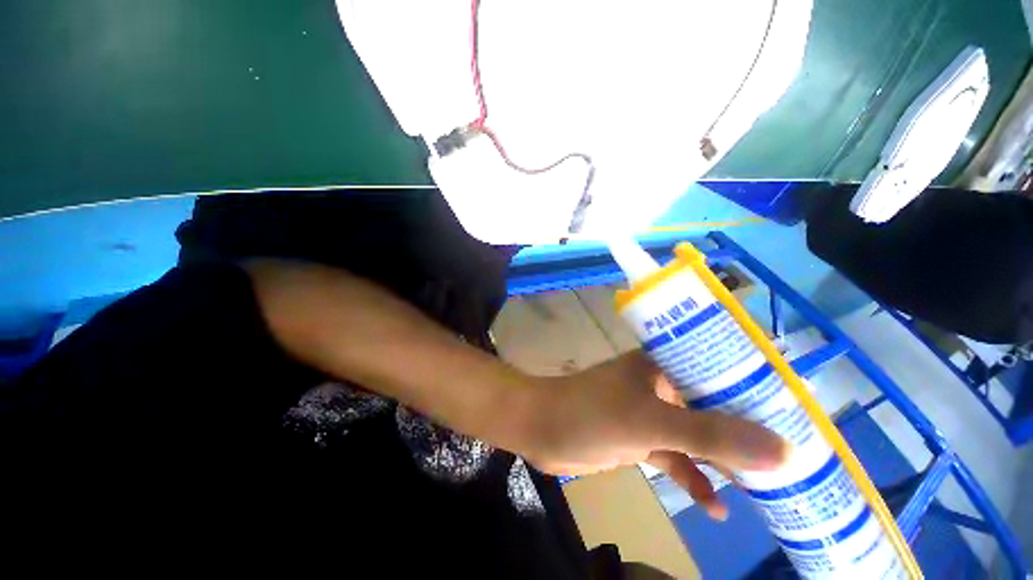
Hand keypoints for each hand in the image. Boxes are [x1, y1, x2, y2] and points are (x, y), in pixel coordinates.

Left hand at [522, 351, 789, 520]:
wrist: (543, 428)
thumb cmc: (591, 413)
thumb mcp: (651, 422)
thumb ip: (710, 436)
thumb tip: (781, 450)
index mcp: (661, 365)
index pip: (715, 367)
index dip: (753, 386)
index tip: (793, 411)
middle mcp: (658, 385)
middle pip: (711, 405)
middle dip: (745, 430)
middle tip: (788, 455)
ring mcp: (649, 413)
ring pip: (696, 435)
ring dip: (723, 459)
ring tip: (763, 485)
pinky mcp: (639, 438)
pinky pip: (675, 458)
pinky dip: (693, 479)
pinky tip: (715, 507)